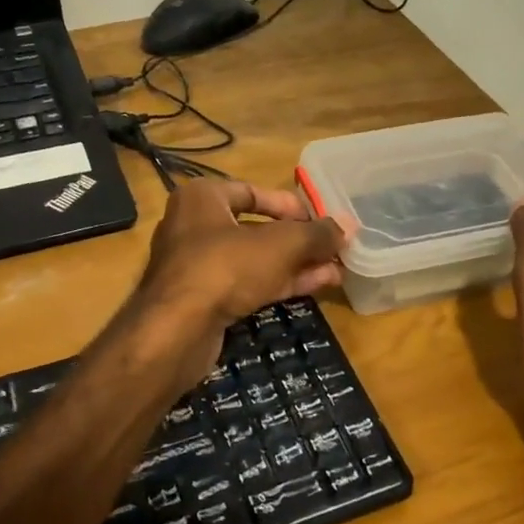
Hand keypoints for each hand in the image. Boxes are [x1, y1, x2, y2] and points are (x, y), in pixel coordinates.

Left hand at [130, 179, 344, 386]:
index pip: (252, 191)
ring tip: (336, 270)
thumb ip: (316, 234)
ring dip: (296, 264)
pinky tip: (316, 286)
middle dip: (299, 240)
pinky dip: (279, 283)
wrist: (176, 331)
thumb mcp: (279, 245)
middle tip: (334, 249)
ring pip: (255, 259)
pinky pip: (247, 284)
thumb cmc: (225, 268)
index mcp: (202, 198)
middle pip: (257, 228)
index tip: (320, 220)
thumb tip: (347, 226)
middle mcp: (194, 226)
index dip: (290, 205)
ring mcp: (196, 266)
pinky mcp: (203, 300)